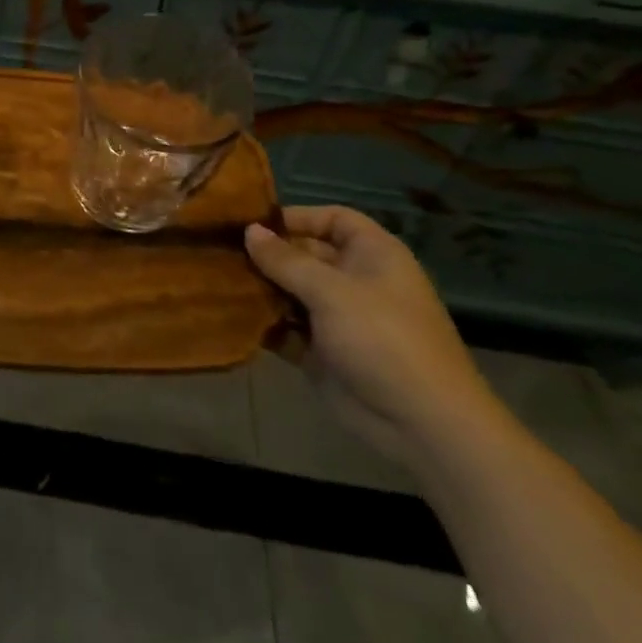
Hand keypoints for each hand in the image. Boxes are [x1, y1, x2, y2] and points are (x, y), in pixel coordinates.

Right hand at [245, 206, 497, 468]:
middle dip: (267, 254)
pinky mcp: (323, 353)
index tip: (253, 223)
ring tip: (218, 280)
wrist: (423, 425)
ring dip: (261, 288)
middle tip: (221, 250)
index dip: (297, 217)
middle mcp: (355, 280)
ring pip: (291, 292)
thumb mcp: (331, 291)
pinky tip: (230, 316)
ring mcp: (338, 318)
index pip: (332, 219)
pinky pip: (287, 328)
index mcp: (372, 255)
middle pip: (305, 254)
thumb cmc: (383, 339)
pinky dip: (264, 323)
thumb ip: (285, 260)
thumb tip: (249, 230)